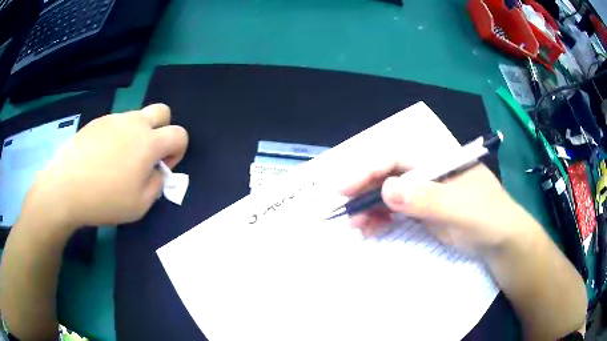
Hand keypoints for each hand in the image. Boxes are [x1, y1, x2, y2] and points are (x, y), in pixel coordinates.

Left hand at [23, 103, 187, 227]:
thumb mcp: (140, 205)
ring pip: (137, 117)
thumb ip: (157, 185)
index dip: (178, 151)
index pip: (179, 134)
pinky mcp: (97, 122)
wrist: (66, 188)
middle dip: (163, 130)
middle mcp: (134, 123)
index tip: (162, 167)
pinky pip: (115, 124)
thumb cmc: (105, 200)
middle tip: (147, 154)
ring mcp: (114, 119)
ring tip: (119, 161)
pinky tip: (101, 158)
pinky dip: (117, 137)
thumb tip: (157, 171)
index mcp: (149, 143)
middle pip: (162, 111)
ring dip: (137, 135)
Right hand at [341, 161, 528, 256]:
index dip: (370, 170)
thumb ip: (427, 199)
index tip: (345, 188)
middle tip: (348, 213)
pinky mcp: (426, 212)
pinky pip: (398, 212)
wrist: (503, 243)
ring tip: (357, 226)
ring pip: (391, 195)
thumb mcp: (460, 209)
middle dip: (366, 192)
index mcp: (439, 161)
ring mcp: (428, 193)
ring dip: (372, 208)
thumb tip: (386, 189)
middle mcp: (430, 173)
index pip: (399, 159)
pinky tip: (372, 229)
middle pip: (390, 176)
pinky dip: (383, 219)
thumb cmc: (488, 219)